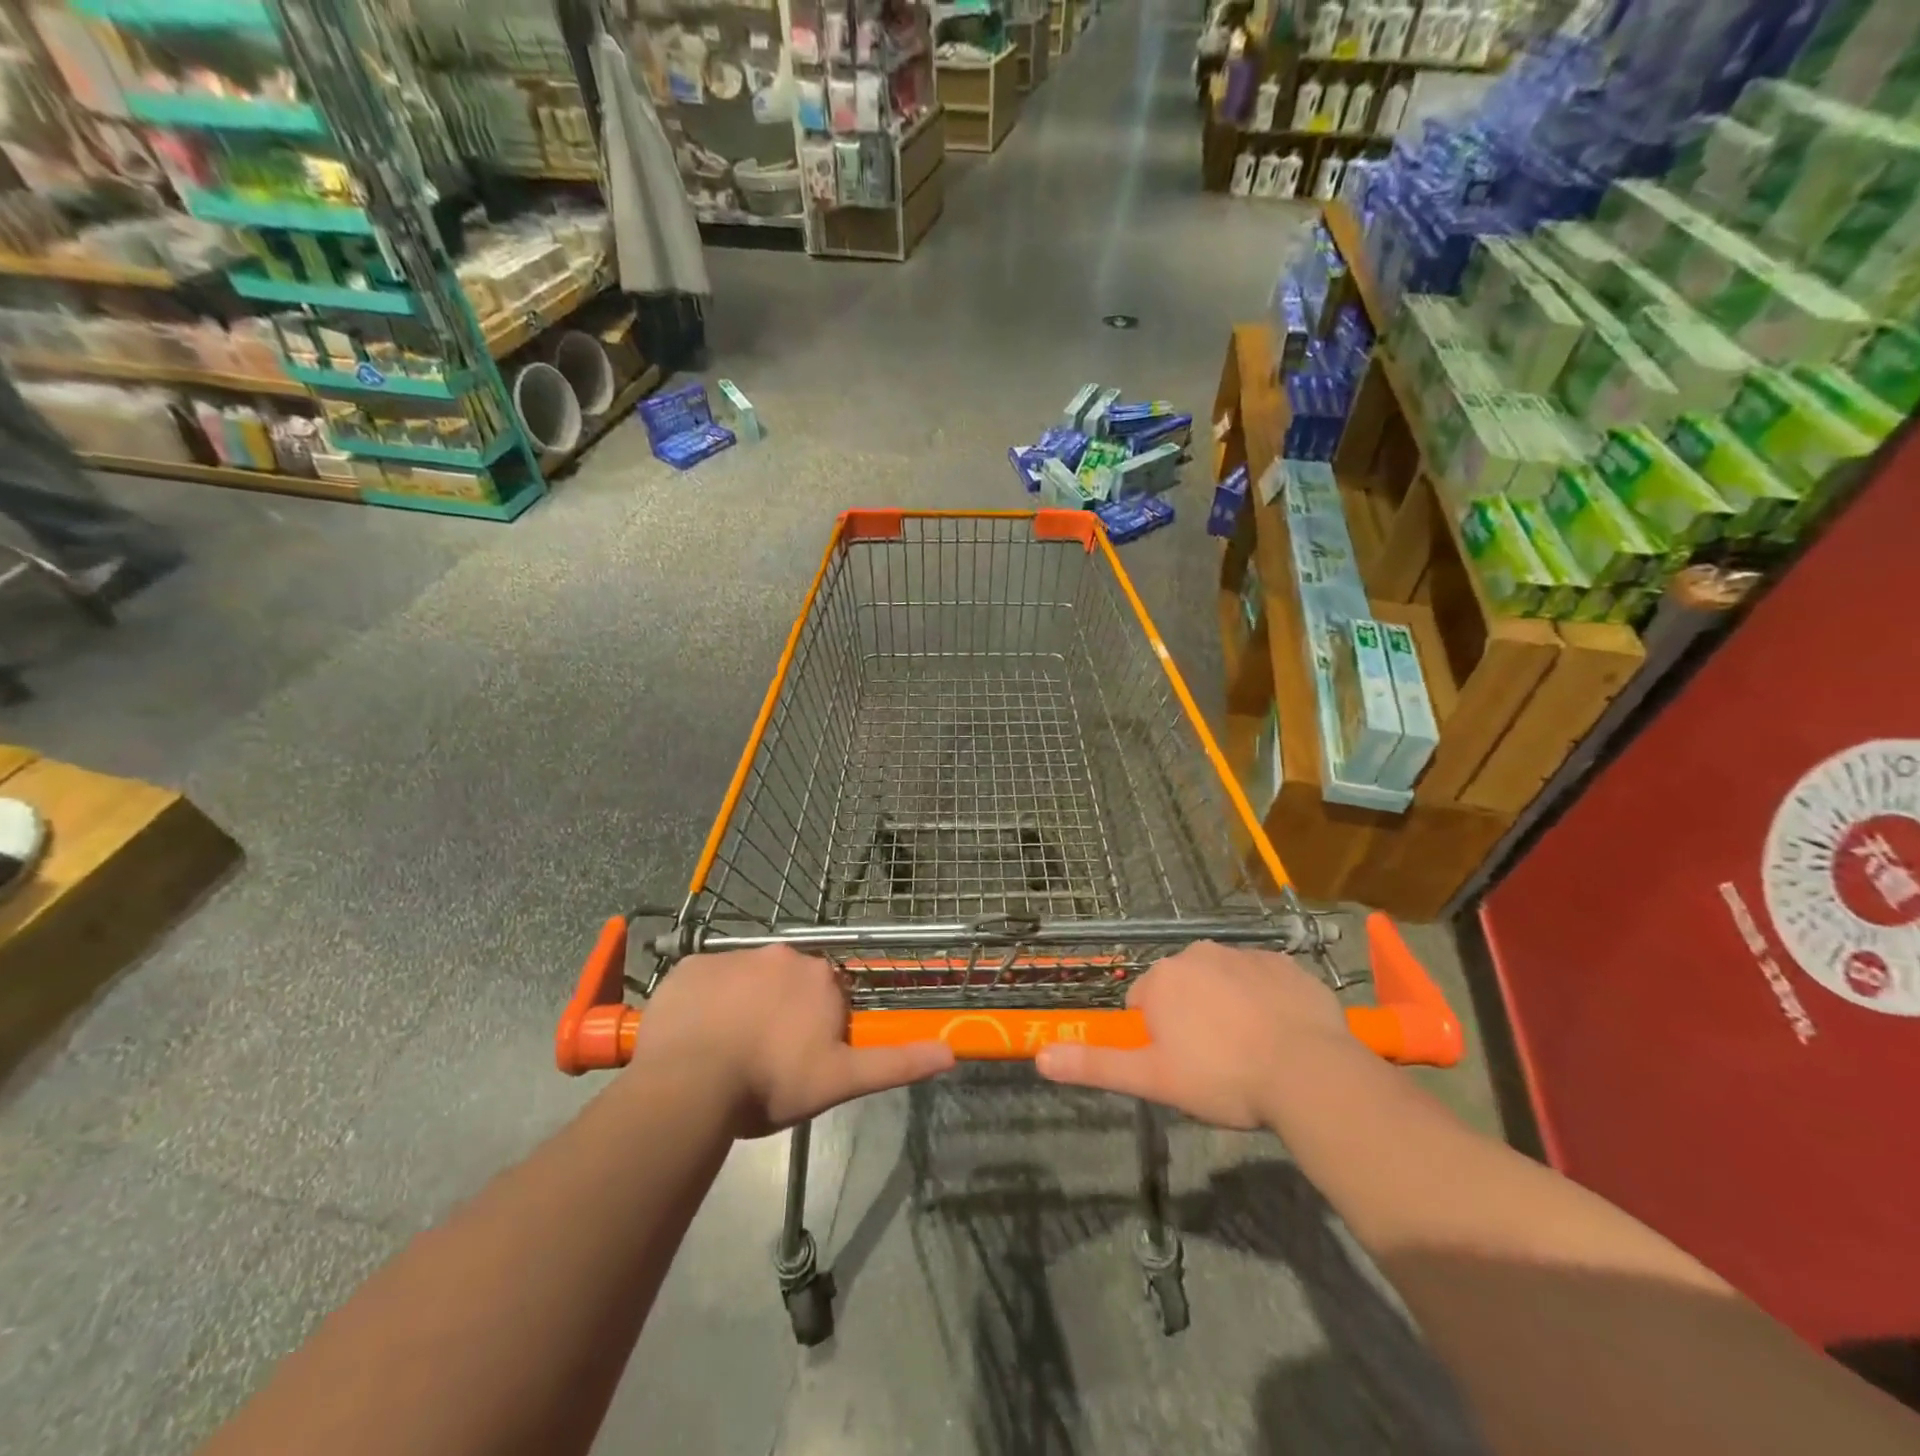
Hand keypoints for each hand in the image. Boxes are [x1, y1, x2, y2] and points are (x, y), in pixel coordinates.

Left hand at [629, 946, 955, 1136]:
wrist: (690, 1083)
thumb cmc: (772, 1083)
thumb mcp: (840, 1081)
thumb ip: (895, 1063)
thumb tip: (952, 1052)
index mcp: (820, 979)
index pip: (827, 995)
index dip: (815, 1026)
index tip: (799, 1059)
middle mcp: (782, 955)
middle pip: (788, 982)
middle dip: (780, 1010)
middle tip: (762, 1057)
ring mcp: (733, 957)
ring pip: (745, 980)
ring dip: (742, 1005)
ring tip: (723, 1052)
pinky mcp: (690, 966)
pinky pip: (704, 982)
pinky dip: (703, 1002)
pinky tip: (694, 1036)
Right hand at [1035, 941, 1356, 1128]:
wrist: (1309, 1074)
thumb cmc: (1223, 1077)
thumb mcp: (1153, 1079)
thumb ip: (1095, 1064)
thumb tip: (1040, 1056)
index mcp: (1163, 978)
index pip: (1143, 1003)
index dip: (1157, 1038)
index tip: (1181, 1066)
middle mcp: (1198, 953)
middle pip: (1182, 988)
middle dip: (1191, 1018)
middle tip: (1215, 1063)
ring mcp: (1245, 955)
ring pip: (1223, 982)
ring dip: (1227, 1007)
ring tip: (1251, 1052)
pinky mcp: (1287, 964)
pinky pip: (1263, 981)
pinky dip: (1265, 1001)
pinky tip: (1281, 1035)